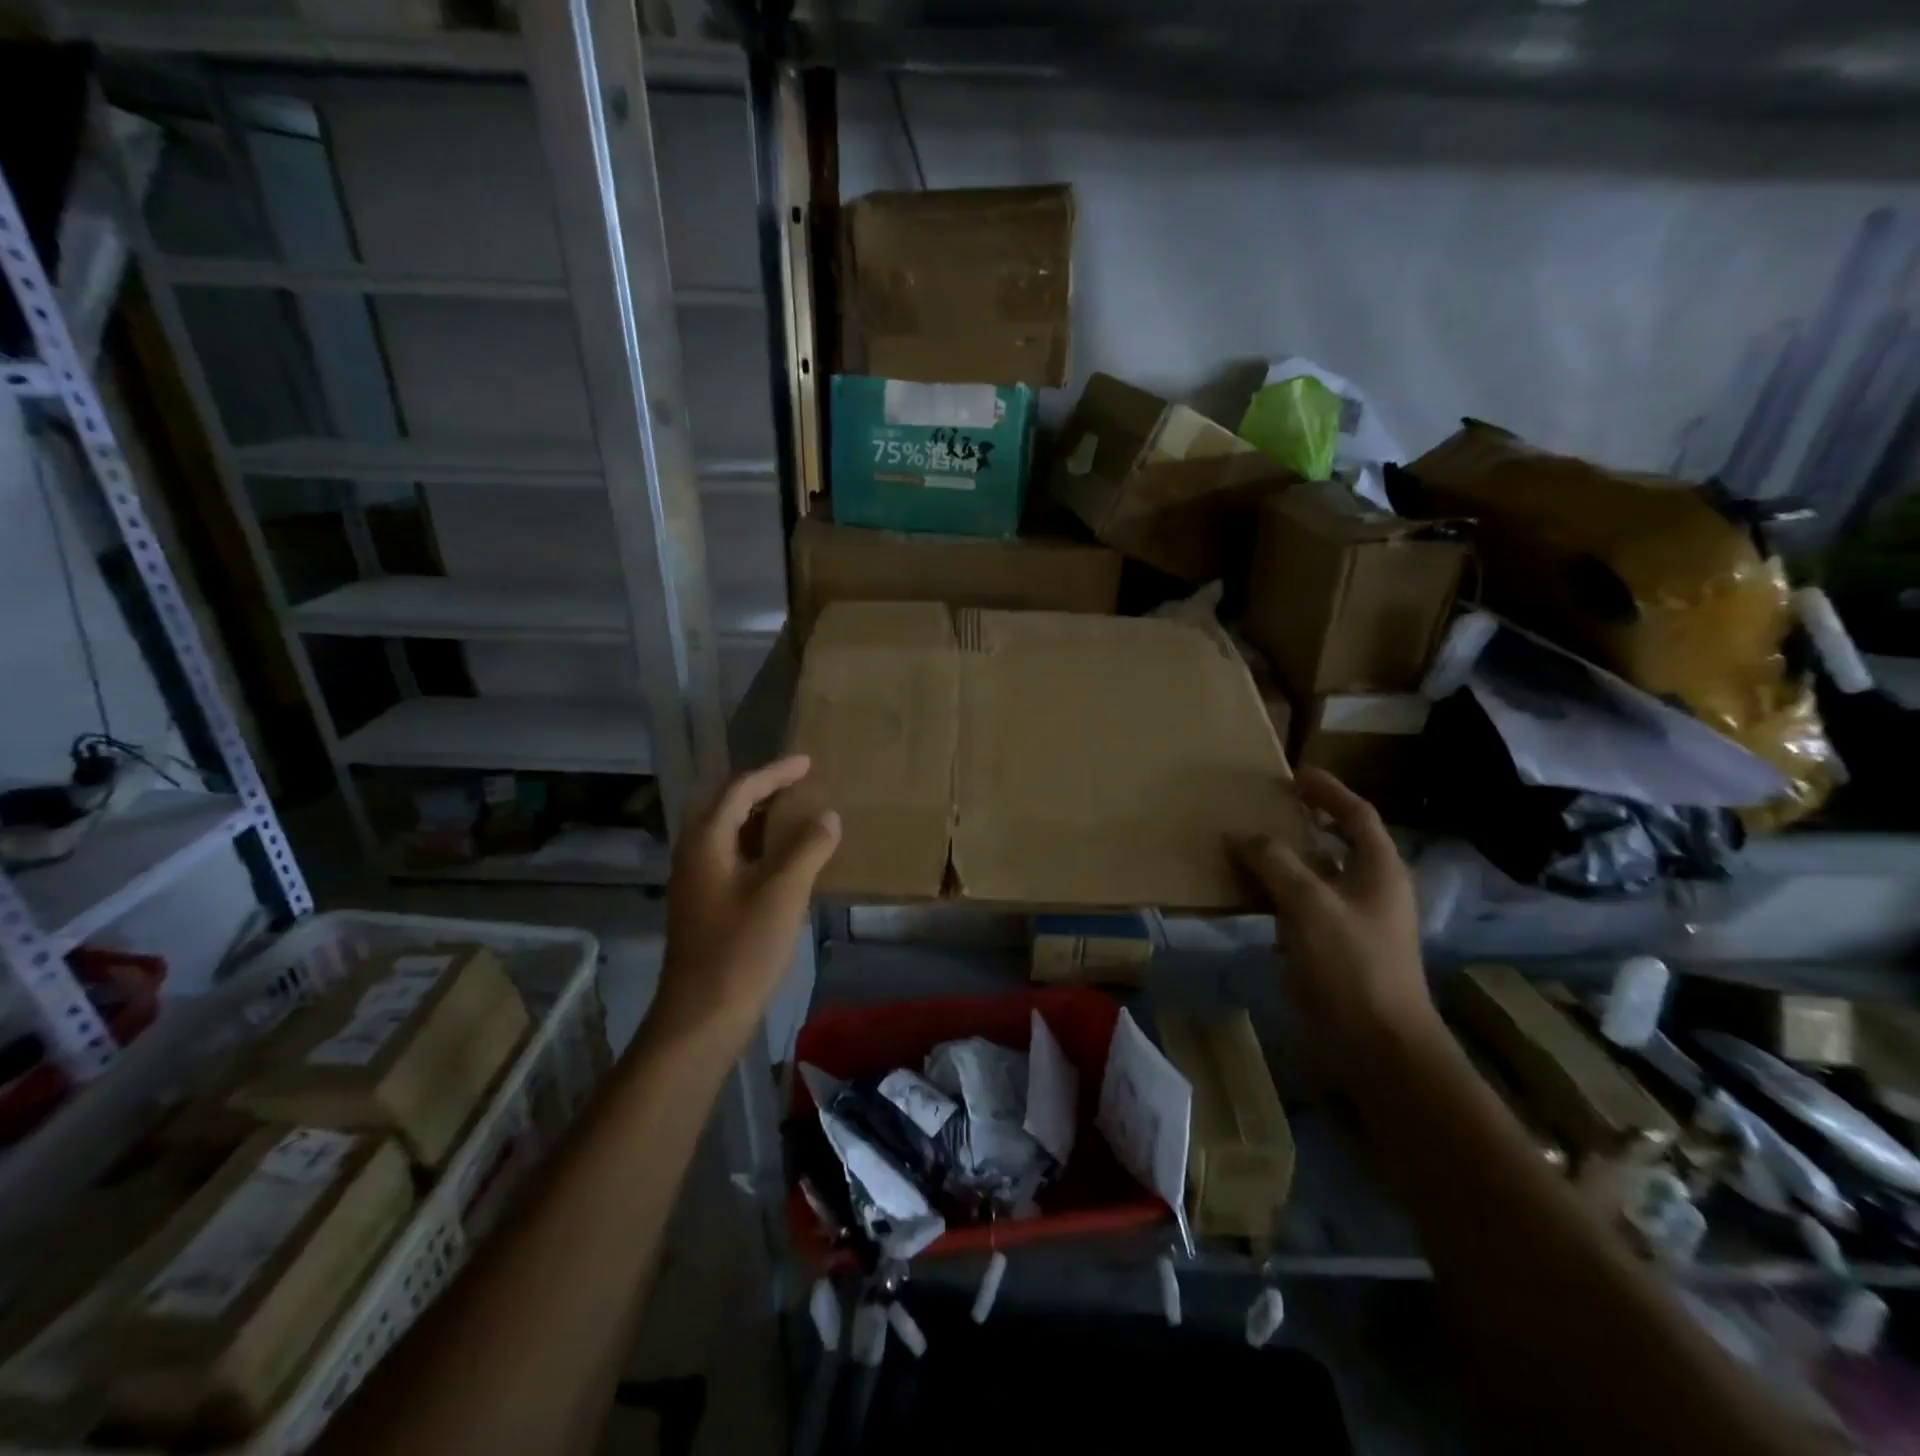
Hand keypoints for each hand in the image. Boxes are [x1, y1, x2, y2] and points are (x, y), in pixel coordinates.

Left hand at [650, 755, 840, 1048]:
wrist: (701, 1016)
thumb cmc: (741, 949)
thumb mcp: (783, 893)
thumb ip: (807, 848)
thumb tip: (827, 816)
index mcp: (706, 842)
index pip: (739, 790)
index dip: (775, 773)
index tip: (807, 762)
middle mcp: (693, 854)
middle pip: (724, 806)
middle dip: (760, 789)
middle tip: (797, 783)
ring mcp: (694, 882)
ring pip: (726, 832)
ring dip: (757, 816)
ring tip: (794, 812)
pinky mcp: (702, 905)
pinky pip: (729, 856)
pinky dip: (755, 844)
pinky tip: (781, 859)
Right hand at [1234, 768, 1438, 1063]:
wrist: (1376, 1046)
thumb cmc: (1351, 965)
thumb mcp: (1309, 904)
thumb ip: (1274, 863)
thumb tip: (1241, 836)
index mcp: (1379, 870)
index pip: (1357, 815)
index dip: (1328, 791)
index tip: (1295, 774)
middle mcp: (1369, 891)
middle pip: (1336, 844)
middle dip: (1300, 824)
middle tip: (1261, 809)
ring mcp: (1351, 923)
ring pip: (1313, 878)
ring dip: (1282, 861)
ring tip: (1243, 847)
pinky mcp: (1332, 951)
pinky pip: (1299, 910)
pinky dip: (1274, 897)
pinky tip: (1244, 897)